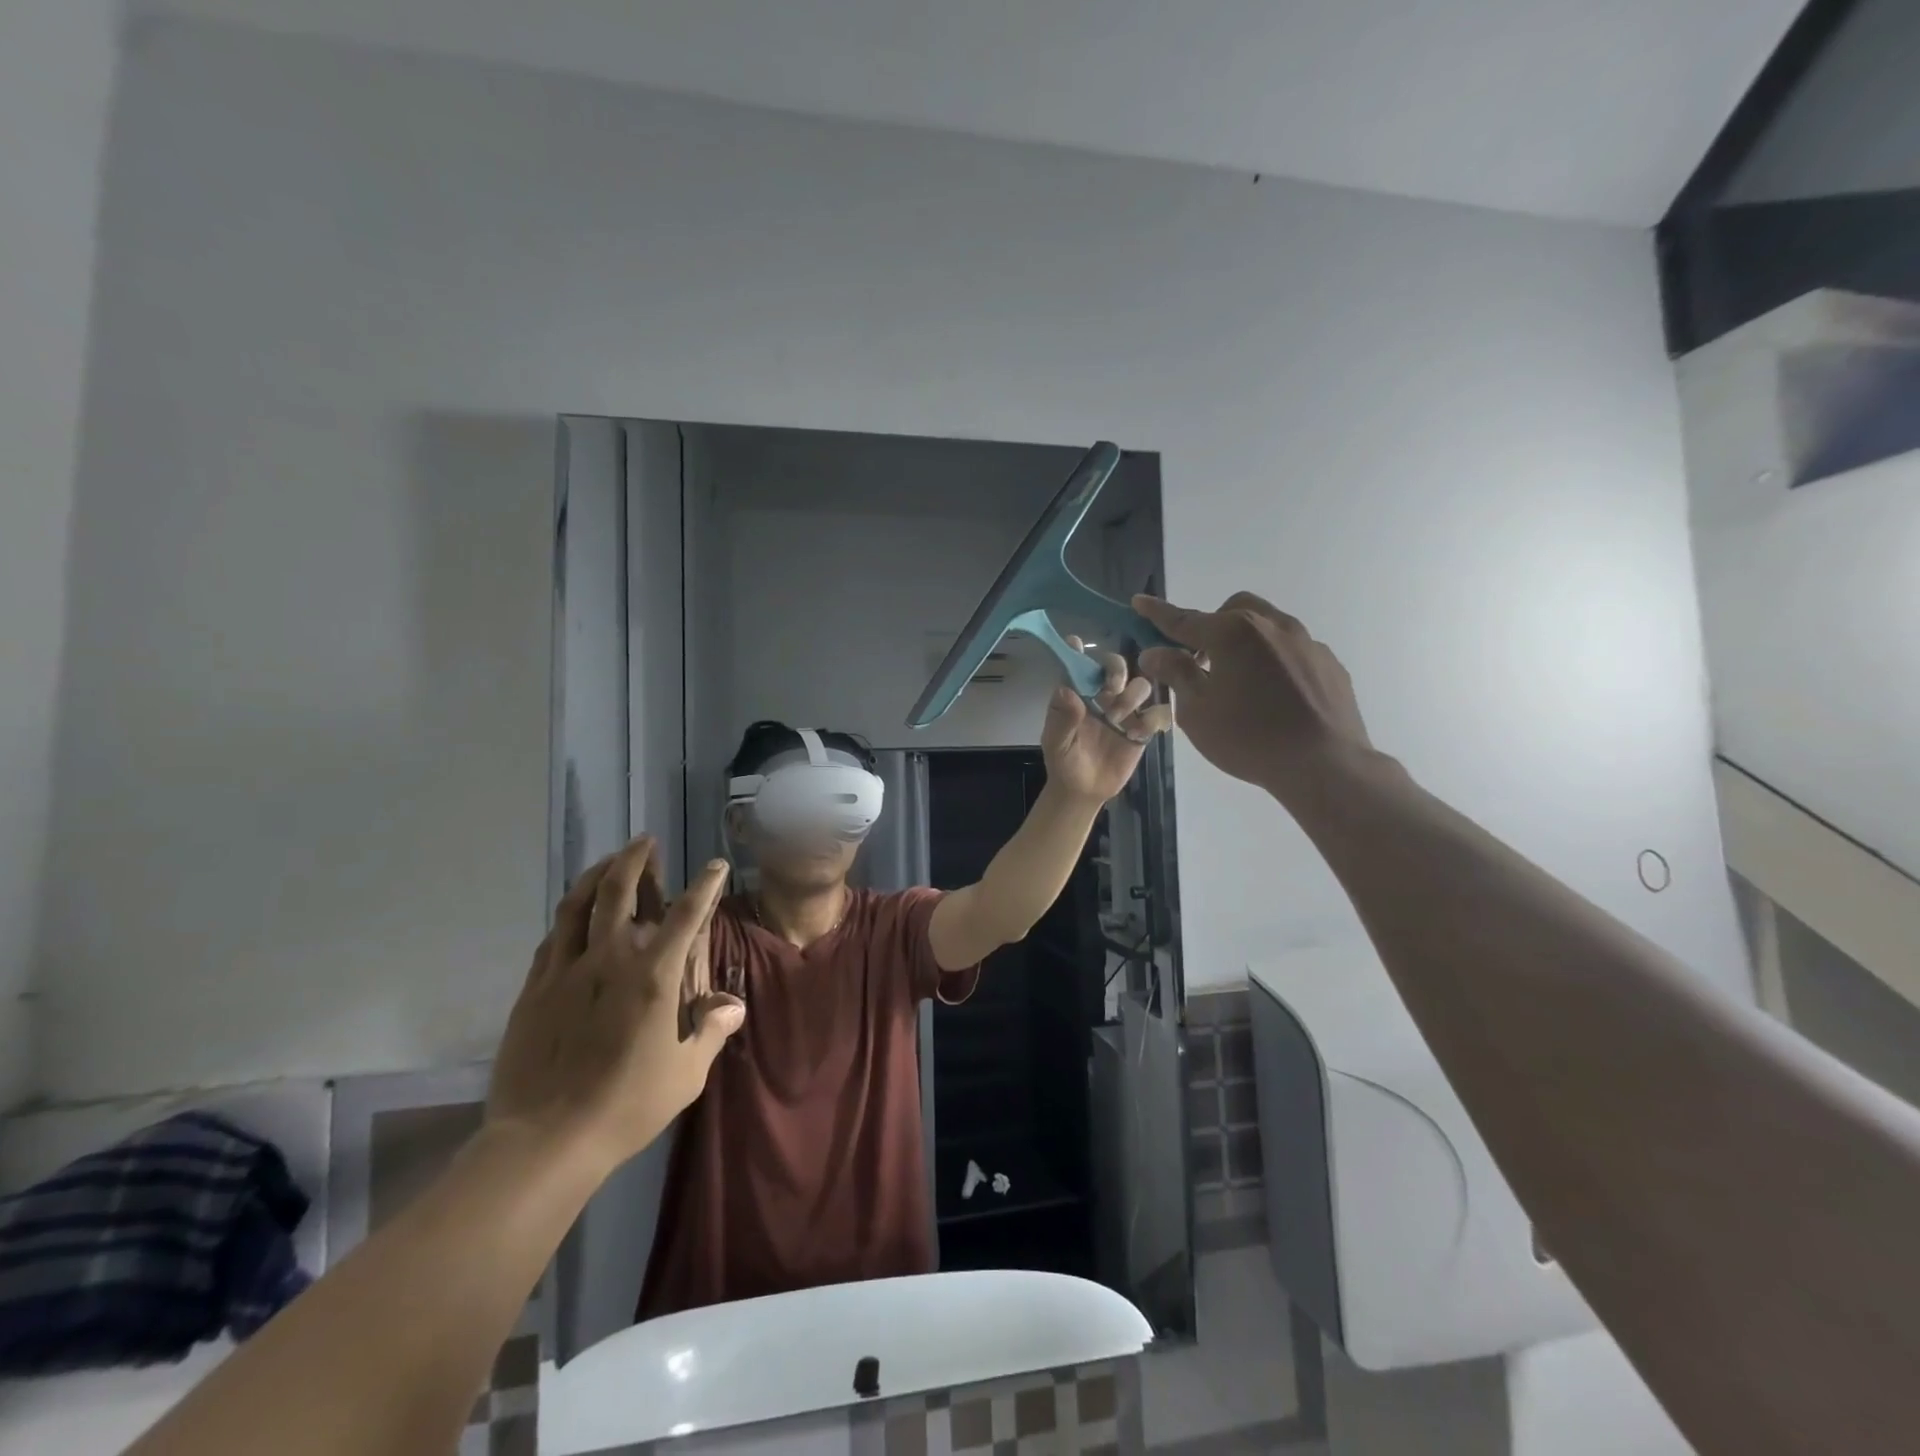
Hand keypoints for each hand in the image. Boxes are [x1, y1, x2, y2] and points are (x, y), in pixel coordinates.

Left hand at [486, 838, 744, 1175]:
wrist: (546, 1140)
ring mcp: (565, 972)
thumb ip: (710, 1031)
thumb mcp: (686, 1074)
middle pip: (618, 892)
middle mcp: (609, 960)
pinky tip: (573, 914)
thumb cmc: (627, 1105)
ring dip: (596, 875)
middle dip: (635, 860)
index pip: (685, 916)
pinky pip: (552, 938)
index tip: (715, 866)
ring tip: (608, 861)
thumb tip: (733, 1005)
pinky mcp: (533, 990)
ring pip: (577, 905)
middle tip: (644, 842)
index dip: (704, 886)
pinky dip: (568, 915)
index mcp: (652, 977)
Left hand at [1040, 639, 1174, 802]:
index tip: (1076, 643)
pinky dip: (1152, 720)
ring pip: (1142, 684)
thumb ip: (1061, 719)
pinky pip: (1158, 712)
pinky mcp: (1144, 728)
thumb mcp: (1056, 743)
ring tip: (1117, 721)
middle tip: (1112, 689)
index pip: (1079, 664)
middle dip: (1117, 671)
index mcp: (1079, 693)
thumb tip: (1066, 690)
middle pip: (1118, 665)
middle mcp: (1103, 695)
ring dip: (1132, 696)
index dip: (1078, 650)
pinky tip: (1136, 736)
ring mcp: (1126, 710)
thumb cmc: (1064, 762)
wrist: (1084, 790)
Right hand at [1133, 593, 1373, 805]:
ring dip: (1245, 642)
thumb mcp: (1197, 711)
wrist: (1324, 764)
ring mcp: (1306, 642)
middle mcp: (1271, 625)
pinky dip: (1274, 662)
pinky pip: (1293, 651)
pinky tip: (1274, 697)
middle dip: (1212, 625)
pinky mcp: (1329, 663)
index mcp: (1232, 633)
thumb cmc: (1248, 738)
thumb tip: (1156, 652)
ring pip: (1267, 626)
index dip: (1158, 613)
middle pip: (1233, 611)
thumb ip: (1176, 674)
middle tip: (1201, 661)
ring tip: (1241, 682)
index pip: (1184, 619)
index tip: (1139, 602)